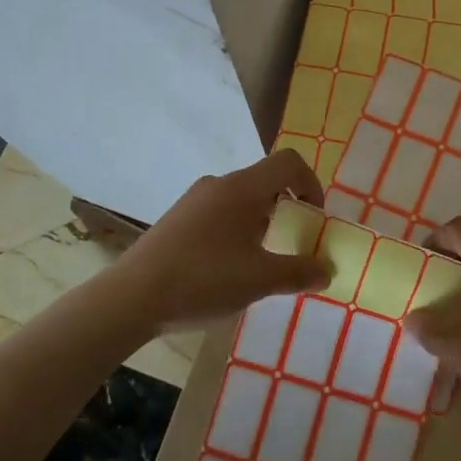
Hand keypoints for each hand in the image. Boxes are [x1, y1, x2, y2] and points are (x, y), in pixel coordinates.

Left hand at [121, 149, 329, 330]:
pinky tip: (228, 267)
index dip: (311, 184)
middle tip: (293, 243)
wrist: (132, 297)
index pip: (288, 162)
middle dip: (287, 208)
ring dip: (261, 221)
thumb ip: (299, 272)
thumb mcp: (260, 280)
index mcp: (242, 188)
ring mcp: (194, 200)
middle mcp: (218, 184)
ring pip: (241, 198)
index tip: (315, 218)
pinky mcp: (178, 218)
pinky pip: (219, 212)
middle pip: (265, 181)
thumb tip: (327, 270)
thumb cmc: (203, 280)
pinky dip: (237, 229)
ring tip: (261, 260)